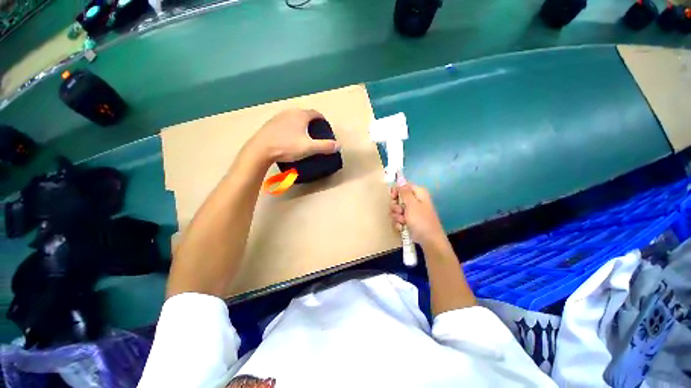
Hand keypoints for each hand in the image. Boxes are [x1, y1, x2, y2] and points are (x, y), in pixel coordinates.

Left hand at [243, 109, 339, 164]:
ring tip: (303, 136)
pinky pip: (285, 123)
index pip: (315, 113)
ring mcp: (278, 117)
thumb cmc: (287, 147)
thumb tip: (339, 145)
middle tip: (315, 133)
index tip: (325, 127)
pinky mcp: (270, 124)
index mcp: (301, 115)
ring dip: (300, 124)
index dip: (322, 119)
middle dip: (312, 122)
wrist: (261, 149)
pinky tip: (289, 138)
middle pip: (305, 114)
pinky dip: (290, 127)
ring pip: (294, 118)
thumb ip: (325, 146)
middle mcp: (290, 112)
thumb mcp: (309, 148)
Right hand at [390, 184, 446, 247]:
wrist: (429, 241)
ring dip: (397, 216)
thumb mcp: (411, 204)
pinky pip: (398, 218)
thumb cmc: (421, 220)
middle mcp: (414, 200)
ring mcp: (411, 211)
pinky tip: (402, 227)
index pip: (402, 186)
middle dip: (395, 207)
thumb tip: (400, 177)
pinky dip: (399, 223)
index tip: (393, 198)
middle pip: (397, 198)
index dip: (396, 191)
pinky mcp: (408, 220)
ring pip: (396, 209)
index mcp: (418, 193)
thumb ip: (404, 191)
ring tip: (403, 222)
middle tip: (400, 212)